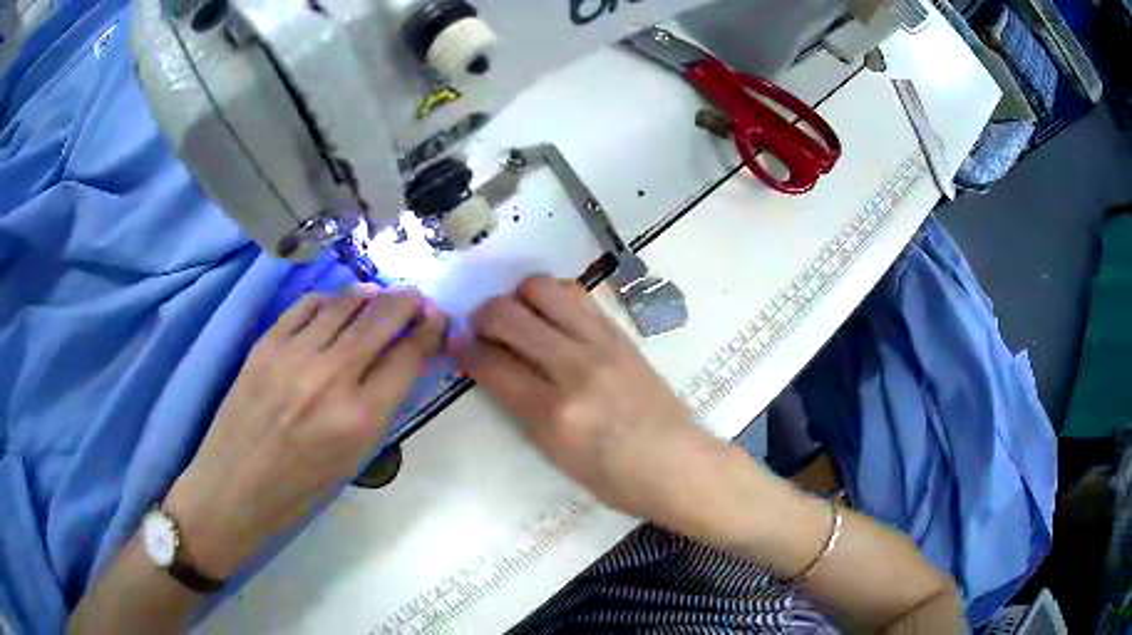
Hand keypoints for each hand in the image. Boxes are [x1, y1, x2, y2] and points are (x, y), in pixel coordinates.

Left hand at [165, 286, 445, 578]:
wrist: (234, 487)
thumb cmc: (299, 489)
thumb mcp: (352, 459)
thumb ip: (378, 408)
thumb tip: (397, 362)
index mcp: (360, 419)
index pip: (408, 357)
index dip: (429, 331)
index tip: (437, 318)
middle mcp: (331, 378)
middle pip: (380, 320)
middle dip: (407, 302)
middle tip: (416, 297)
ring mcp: (294, 355)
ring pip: (344, 304)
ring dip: (370, 296)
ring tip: (380, 296)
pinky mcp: (266, 344)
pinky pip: (306, 306)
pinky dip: (329, 301)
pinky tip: (337, 305)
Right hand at [453, 275, 731, 528]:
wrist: (678, 464)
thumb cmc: (616, 479)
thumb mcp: (556, 457)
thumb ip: (522, 409)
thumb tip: (494, 369)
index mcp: (553, 414)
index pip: (491, 364)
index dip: (463, 349)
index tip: (455, 344)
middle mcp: (573, 369)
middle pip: (508, 316)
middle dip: (481, 316)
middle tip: (481, 328)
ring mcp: (601, 344)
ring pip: (543, 290)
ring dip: (517, 297)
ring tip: (518, 317)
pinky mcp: (620, 334)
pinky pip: (577, 296)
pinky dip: (552, 297)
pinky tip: (550, 316)